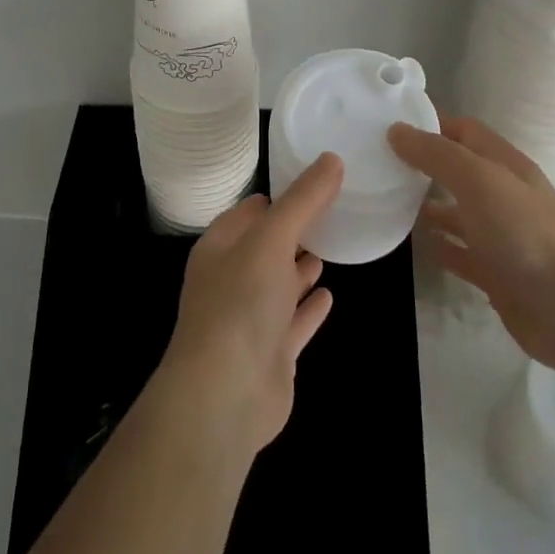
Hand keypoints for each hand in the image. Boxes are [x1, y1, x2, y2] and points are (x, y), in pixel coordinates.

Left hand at [154, 155, 340, 457]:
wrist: (225, 394)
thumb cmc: (240, 302)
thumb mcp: (272, 238)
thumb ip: (304, 200)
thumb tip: (332, 159)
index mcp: (221, 247)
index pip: (249, 212)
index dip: (277, 196)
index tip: (313, 180)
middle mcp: (232, 279)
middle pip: (266, 247)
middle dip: (293, 231)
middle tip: (332, 210)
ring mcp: (252, 319)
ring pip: (280, 284)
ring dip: (300, 267)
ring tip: (330, 246)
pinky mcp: (272, 353)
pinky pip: (295, 322)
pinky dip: (310, 308)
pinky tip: (330, 295)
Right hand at [389, 116, 554, 373]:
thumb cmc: (525, 233)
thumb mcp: (479, 181)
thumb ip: (437, 154)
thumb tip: (396, 130)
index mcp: (504, 165)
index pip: (463, 130)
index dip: (430, 123)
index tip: (389, 122)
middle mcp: (503, 194)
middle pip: (458, 169)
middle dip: (423, 163)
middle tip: (378, 161)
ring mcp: (500, 235)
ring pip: (457, 211)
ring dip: (426, 205)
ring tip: (386, 199)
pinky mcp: (495, 272)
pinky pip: (459, 252)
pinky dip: (438, 245)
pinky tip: (414, 243)